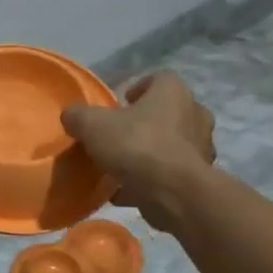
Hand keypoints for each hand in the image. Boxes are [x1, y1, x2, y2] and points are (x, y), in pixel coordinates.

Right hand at [61, 71, 215, 231]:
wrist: (173, 193)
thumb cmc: (136, 146)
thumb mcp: (92, 125)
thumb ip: (78, 116)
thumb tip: (71, 116)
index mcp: (173, 92)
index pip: (159, 79)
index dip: (138, 88)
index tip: (120, 104)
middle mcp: (194, 114)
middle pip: (168, 112)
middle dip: (146, 122)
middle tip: (121, 135)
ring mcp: (201, 148)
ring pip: (171, 144)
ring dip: (150, 152)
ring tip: (122, 167)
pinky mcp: (198, 178)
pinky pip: (170, 174)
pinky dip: (152, 180)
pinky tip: (126, 192)